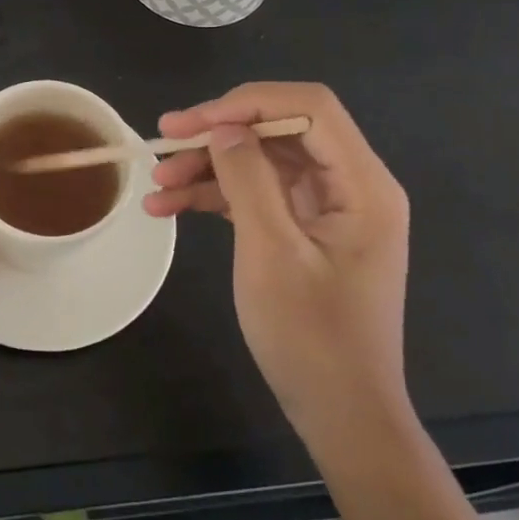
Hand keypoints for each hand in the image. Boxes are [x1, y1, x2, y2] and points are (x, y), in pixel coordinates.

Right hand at [146, 83, 410, 446]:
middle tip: (163, 138)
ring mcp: (326, 207)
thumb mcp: (272, 253)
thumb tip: (221, 128)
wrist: (341, 417)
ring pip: (262, 159)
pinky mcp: (303, 228)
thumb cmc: (313, 338)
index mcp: (363, 184)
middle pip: (280, 129)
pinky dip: (216, 195)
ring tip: (156, 183)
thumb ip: (248, 179)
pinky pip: (257, 192)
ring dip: (208, 165)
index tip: (196, 122)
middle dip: (219, 132)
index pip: (309, 108)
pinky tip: (169, 206)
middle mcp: (350, 184)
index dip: (249, 102)